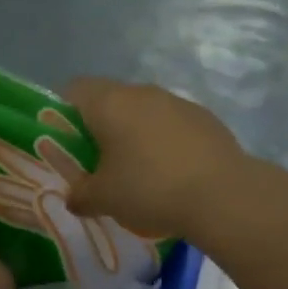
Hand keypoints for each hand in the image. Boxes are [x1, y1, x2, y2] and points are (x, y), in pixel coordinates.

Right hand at [65, 77, 287, 246]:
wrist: (224, 196)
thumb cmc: (149, 189)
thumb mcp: (103, 199)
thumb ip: (80, 194)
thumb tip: (73, 197)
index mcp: (109, 103)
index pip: (74, 89)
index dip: (63, 113)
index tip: (66, 142)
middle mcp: (140, 92)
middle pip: (109, 99)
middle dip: (100, 127)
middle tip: (98, 162)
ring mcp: (176, 102)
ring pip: (142, 111)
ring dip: (134, 133)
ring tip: (138, 171)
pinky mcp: (204, 117)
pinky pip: (171, 123)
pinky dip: (164, 140)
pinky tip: (171, 173)